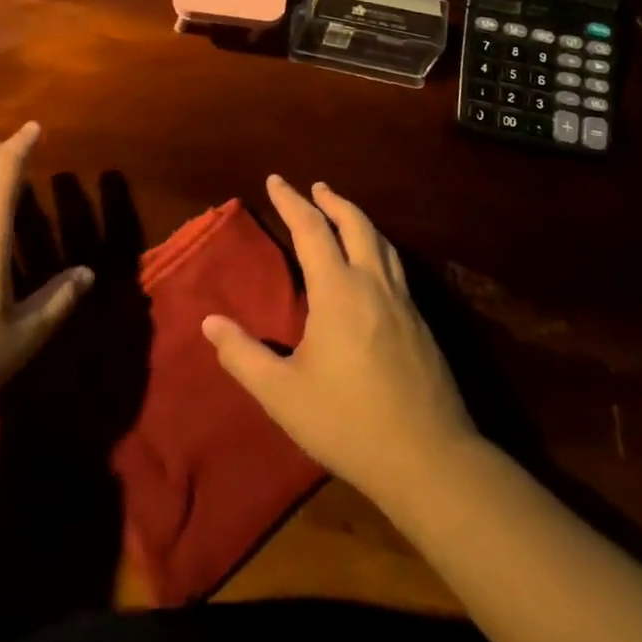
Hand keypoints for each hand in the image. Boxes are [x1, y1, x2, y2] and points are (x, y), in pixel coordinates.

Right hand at [202, 176, 480, 510]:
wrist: (431, 461)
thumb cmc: (349, 422)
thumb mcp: (283, 394)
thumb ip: (243, 356)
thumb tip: (210, 322)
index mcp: (338, 290)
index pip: (311, 229)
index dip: (291, 201)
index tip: (275, 180)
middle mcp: (373, 284)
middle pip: (355, 224)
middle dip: (332, 201)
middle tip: (316, 187)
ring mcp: (403, 303)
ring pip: (382, 243)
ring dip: (358, 220)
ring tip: (343, 214)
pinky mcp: (421, 325)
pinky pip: (396, 268)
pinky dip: (377, 248)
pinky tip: (373, 267)